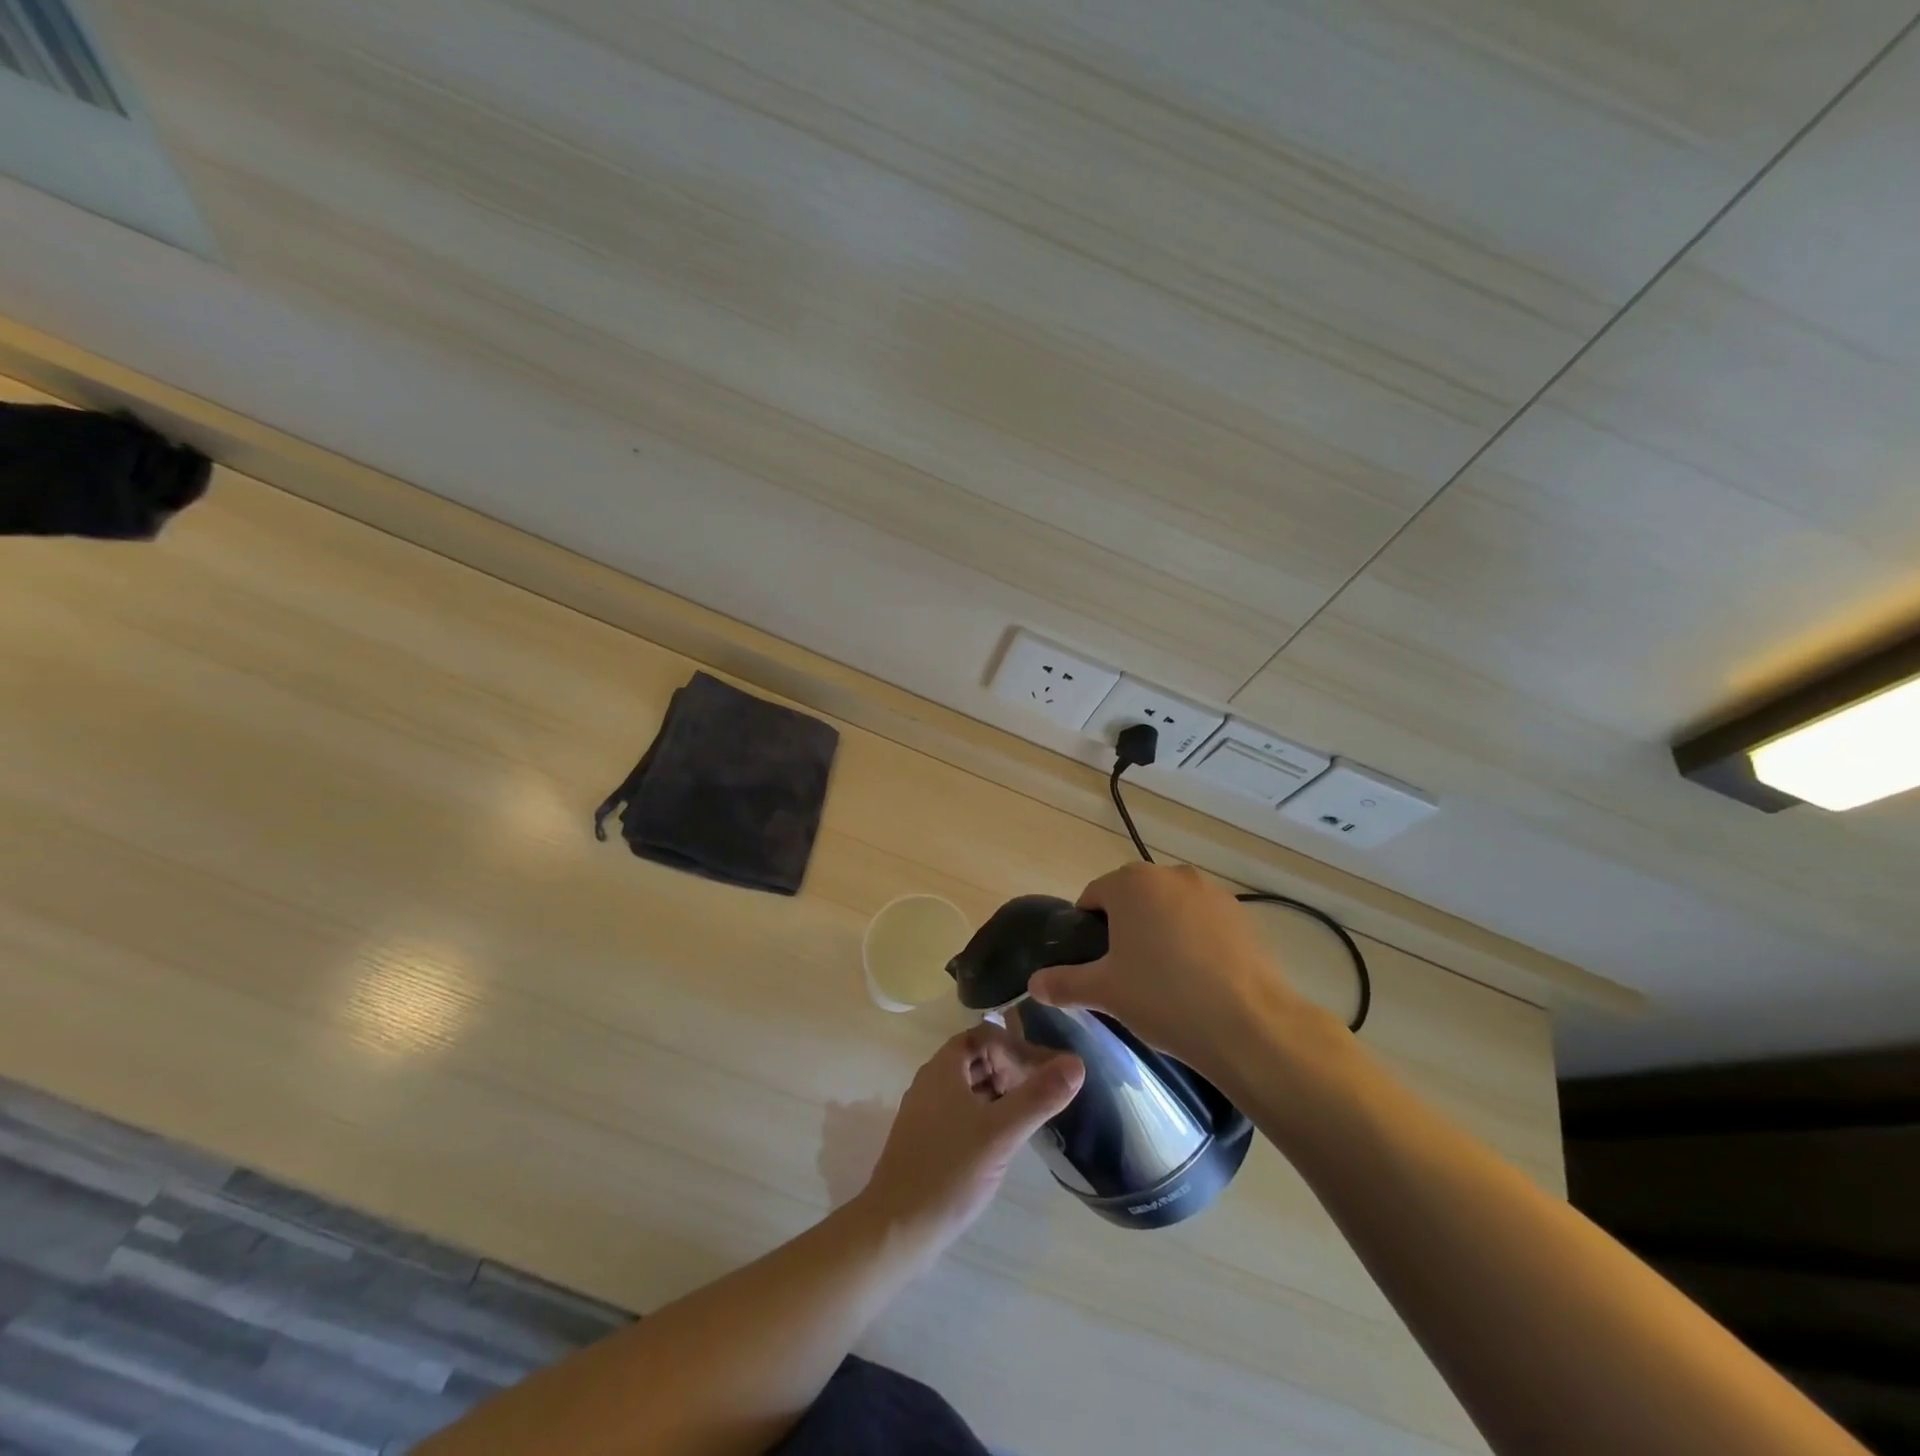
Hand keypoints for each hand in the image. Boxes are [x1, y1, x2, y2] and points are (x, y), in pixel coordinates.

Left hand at [858, 1026, 1083, 1256]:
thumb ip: (1039, 1097)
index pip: (984, 1035)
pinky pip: (962, 1110)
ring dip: (1000, 1091)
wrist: (896, 1229)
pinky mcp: (926, 1139)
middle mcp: (931, 1081)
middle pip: (976, 1057)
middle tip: (1041, 1092)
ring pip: (969, 1086)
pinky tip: (1003, 1140)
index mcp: (943, 1068)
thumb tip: (1076, 1064)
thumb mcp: (1001, 1133)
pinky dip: (986, 1113)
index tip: (1044, 1070)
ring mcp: (926, 1111)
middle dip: (1010, 1067)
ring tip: (1029, 1113)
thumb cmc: (949, 1172)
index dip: (1016, 1045)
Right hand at [1028, 863, 1306, 1084]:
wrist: (1250, 1026)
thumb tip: (1033, 984)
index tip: (1095, 966)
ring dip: (1160, 933)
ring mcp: (1211, 893)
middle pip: (1133, 899)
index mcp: (1131, 883)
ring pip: (1170, 909)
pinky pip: (1202, 923)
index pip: (1093, 897)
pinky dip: (1194, 941)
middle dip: (1125, 930)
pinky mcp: (1242, 916)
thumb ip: (1063, 983)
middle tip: (1126, 975)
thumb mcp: (1104, 992)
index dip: (1087, 931)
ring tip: (1166, 980)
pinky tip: (1199, 980)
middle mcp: (1171, 875)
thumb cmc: (1164, 999)